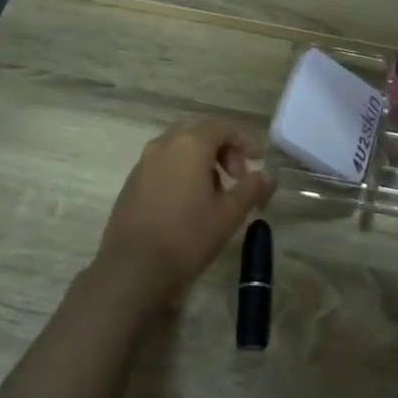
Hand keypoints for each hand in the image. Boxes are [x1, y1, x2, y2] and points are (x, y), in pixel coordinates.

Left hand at [93, 120, 273, 309]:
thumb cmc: (188, 236)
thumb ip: (251, 188)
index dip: (244, 140)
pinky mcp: (131, 184)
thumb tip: (265, 175)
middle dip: (223, 150)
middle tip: (238, 177)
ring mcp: (143, 164)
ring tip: (215, 193)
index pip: (222, 128)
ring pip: (179, 150)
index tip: (259, 159)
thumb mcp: (229, 213)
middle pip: (200, 135)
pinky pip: (163, 166)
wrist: (133, 270)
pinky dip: (182, 173)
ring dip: (202, 162)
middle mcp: (163, 145)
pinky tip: (189, 204)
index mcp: (189, 144)